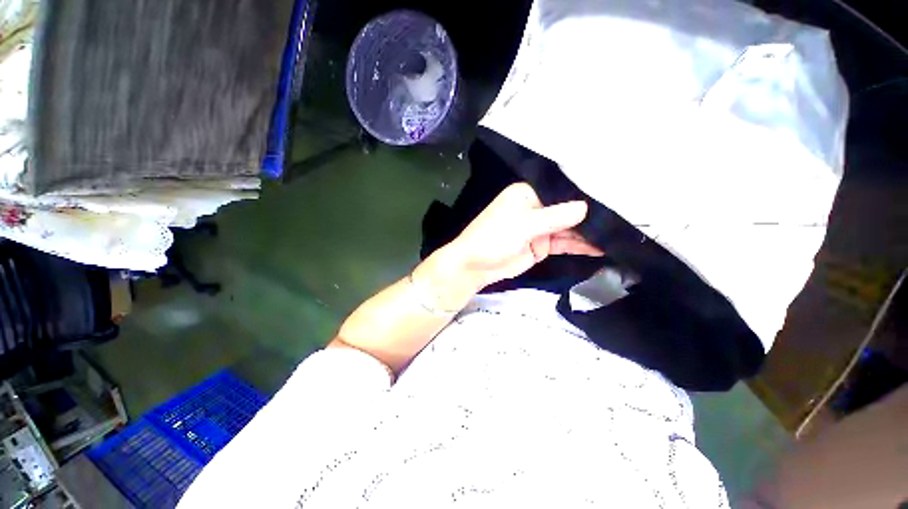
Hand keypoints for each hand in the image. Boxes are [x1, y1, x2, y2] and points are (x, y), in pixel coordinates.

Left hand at [447, 182, 602, 289]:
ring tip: (617, 235)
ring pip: (568, 228)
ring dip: (588, 233)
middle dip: (590, 216)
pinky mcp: (541, 246)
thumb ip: (555, 217)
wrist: (476, 266)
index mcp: (528, 194)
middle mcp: (536, 208)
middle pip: (567, 210)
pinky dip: (579, 246)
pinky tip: (599, 247)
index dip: (584, 194)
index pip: (561, 190)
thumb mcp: (524, 224)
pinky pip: (564, 243)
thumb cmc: (494, 237)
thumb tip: (585, 207)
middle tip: (622, 219)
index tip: (612, 196)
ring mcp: (539, 228)